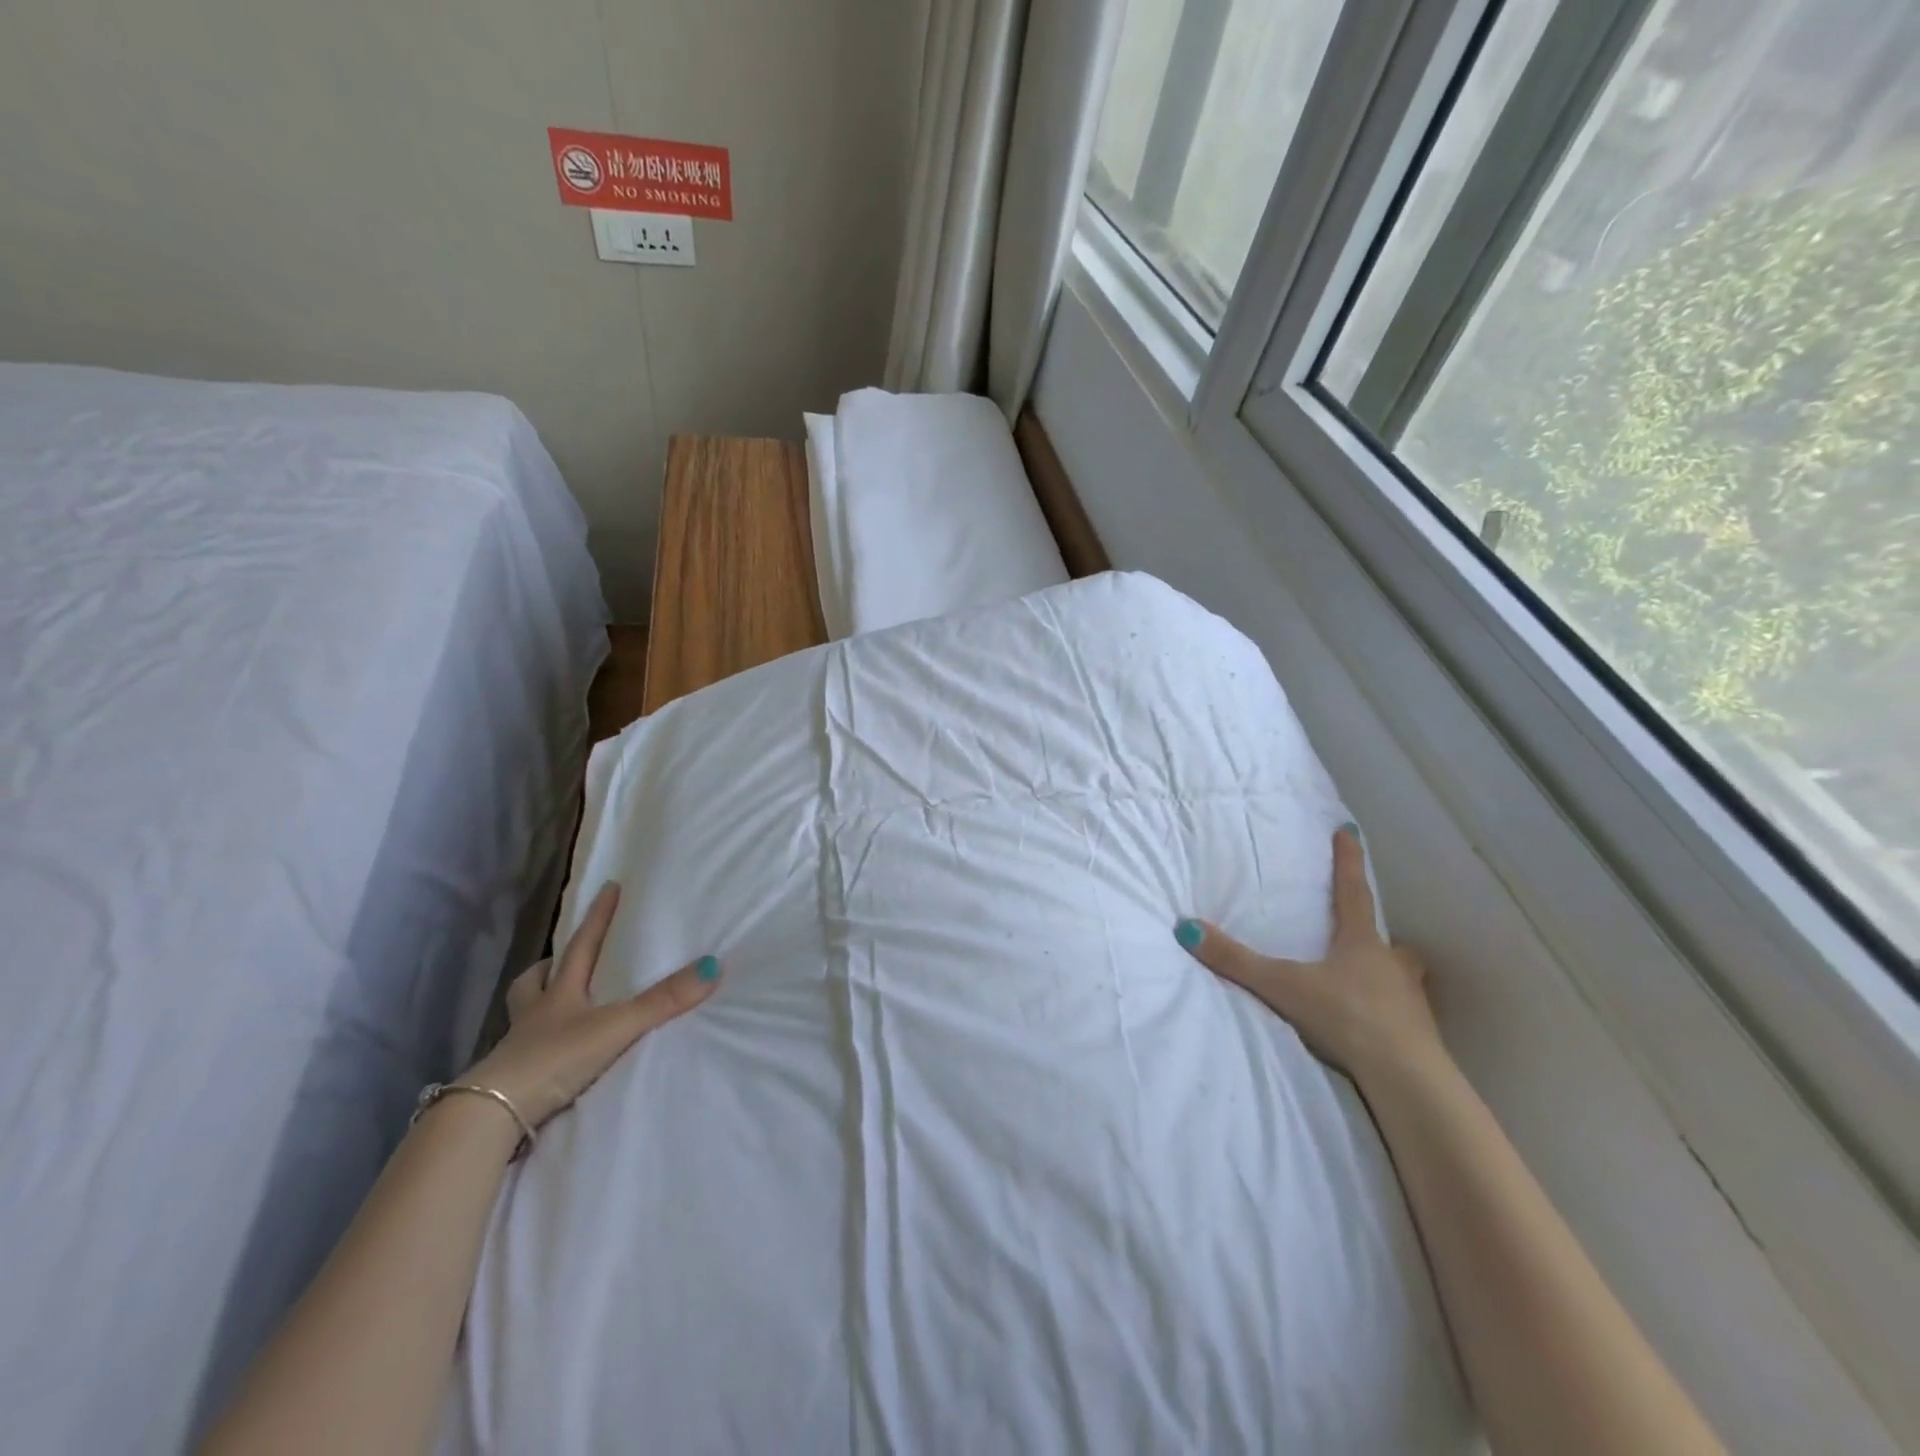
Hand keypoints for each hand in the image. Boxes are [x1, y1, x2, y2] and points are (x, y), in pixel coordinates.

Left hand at [463, 882, 719, 1126]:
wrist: (495, 1116)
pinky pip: (525, 1052)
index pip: (582, 945)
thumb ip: (663, 1001)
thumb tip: (712, 966)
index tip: (608, 887)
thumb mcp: (617, 1026)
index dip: (598, 916)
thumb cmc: (555, 1058)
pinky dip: (537, 1046)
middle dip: (549, 965)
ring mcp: (519, 1048)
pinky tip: (551, 1054)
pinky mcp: (514, 1081)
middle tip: (561, 959)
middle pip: (535, 979)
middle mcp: (535, 1015)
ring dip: (537, 1003)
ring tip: (554, 1004)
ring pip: (523, 1014)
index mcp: (559, 993)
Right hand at [1175, 825, 1443, 1088]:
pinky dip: (1392, 1013)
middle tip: (1368, 936)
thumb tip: (1186, 928)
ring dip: (1388, 973)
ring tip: (1372, 982)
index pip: (1353, 892)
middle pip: (1387, 941)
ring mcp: (1410, 1001)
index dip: (1349, 862)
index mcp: (1361, 944)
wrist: (1406, 1078)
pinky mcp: (1418, 1035)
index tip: (1349, 832)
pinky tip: (1379, 1025)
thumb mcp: (1284, 987)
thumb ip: (1236, 961)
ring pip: (1401, 977)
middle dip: (1377, 935)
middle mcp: (1391, 965)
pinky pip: (1404, 1014)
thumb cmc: (1347, 1017)